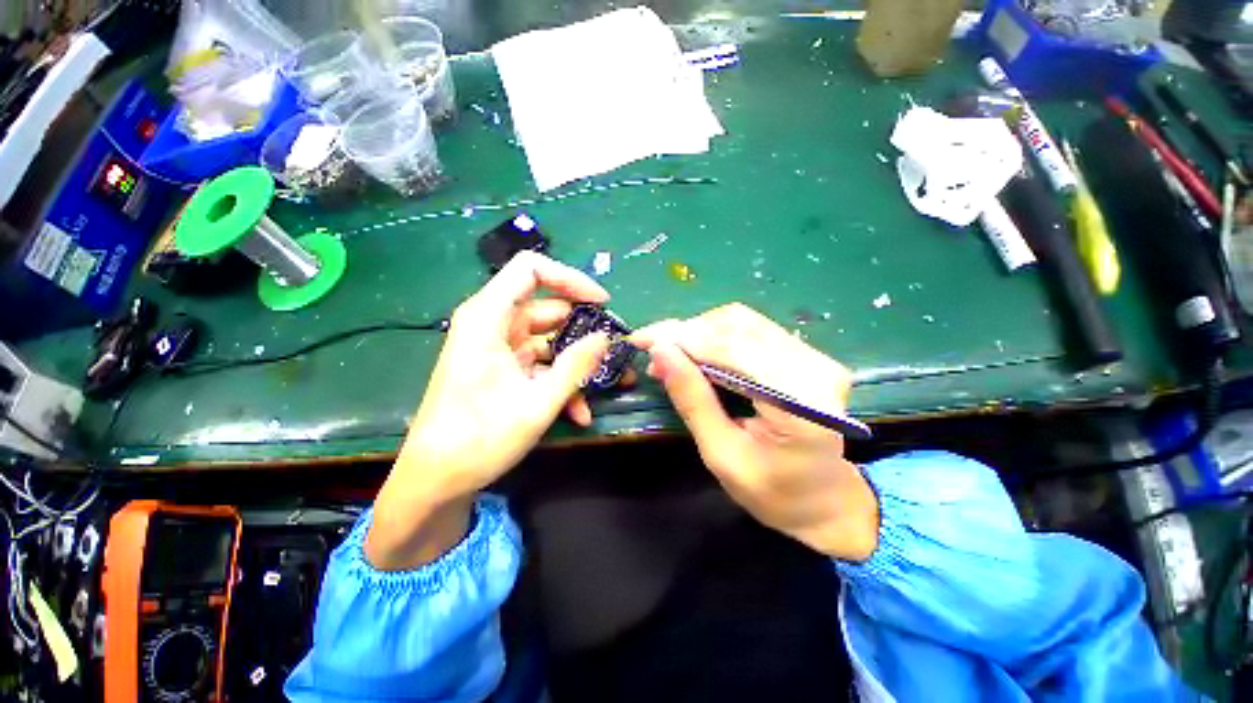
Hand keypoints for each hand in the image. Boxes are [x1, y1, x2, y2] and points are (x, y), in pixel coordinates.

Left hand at [367, 252, 614, 569]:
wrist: (436, 480)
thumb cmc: (479, 438)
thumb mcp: (538, 402)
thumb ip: (576, 365)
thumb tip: (606, 337)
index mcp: (488, 317)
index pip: (531, 269)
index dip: (570, 279)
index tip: (601, 303)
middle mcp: (492, 324)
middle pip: (547, 307)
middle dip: (583, 330)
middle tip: (612, 351)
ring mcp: (498, 347)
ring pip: (548, 339)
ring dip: (575, 363)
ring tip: (603, 386)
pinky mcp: (503, 368)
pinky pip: (540, 363)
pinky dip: (560, 381)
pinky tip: (578, 412)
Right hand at [631, 304, 879, 561]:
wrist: (825, 500)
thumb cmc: (773, 492)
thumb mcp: (721, 454)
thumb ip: (692, 400)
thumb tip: (660, 351)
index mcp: (799, 403)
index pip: (730, 349)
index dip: (681, 339)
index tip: (641, 339)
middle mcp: (813, 368)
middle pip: (736, 326)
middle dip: (686, 334)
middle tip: (653, 352)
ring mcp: (814, 356)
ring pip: (741, 322)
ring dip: (698, 333)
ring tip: (671, 355)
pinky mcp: (806, 354)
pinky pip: (751, 331)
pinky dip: (715, 337)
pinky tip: (696, 353)